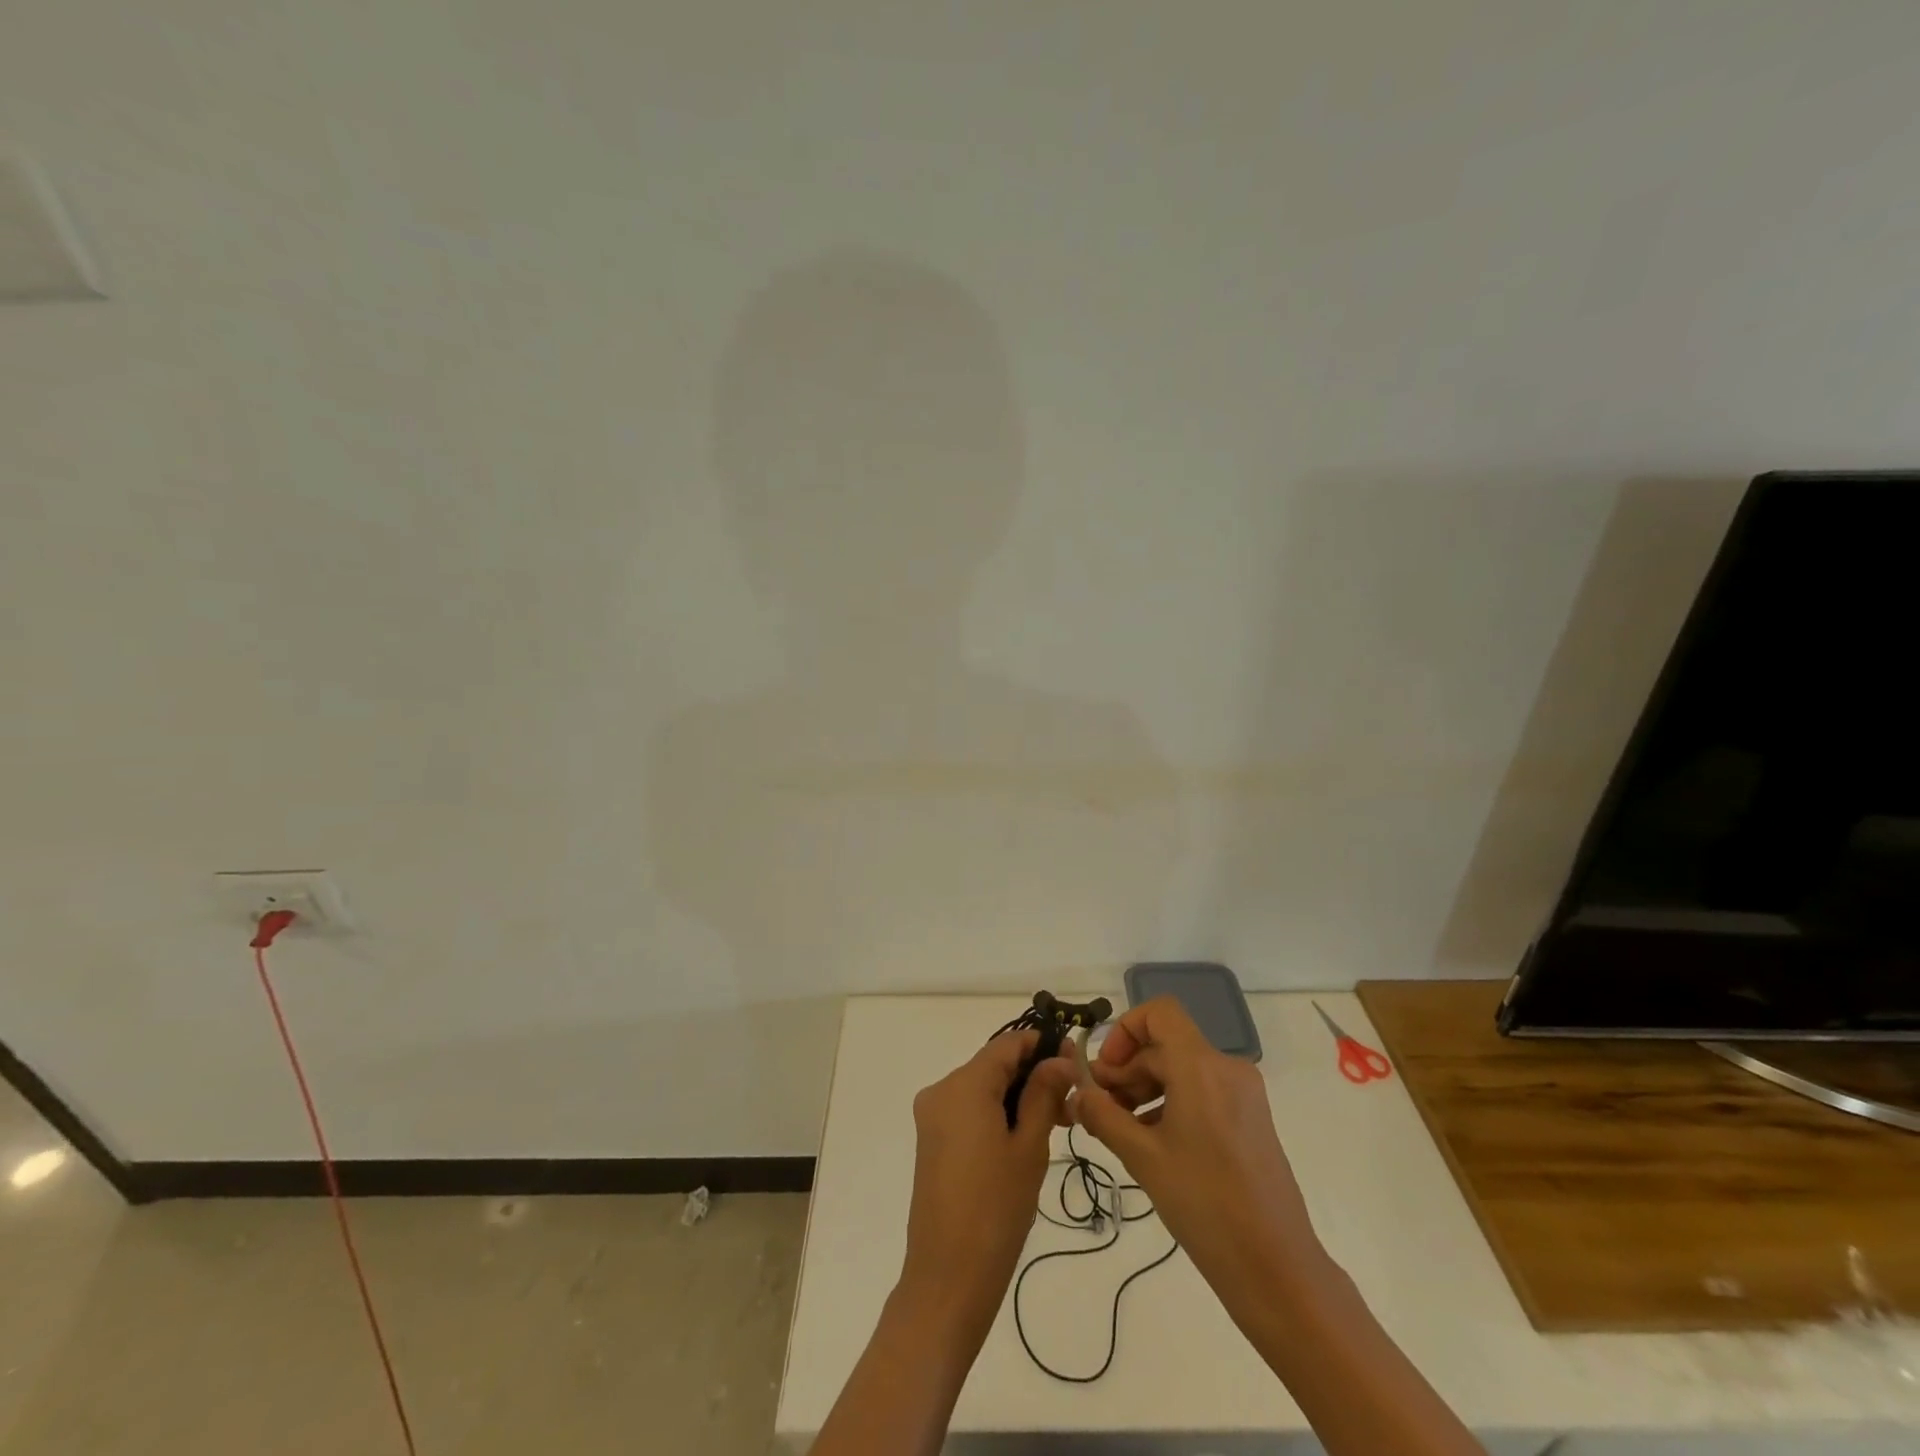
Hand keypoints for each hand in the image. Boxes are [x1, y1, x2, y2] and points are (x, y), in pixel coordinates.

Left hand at [897, 1031, 1076, 1347]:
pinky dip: (998, 1113)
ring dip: (1019, 1096)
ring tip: (1057, 1124)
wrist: (948, 1278)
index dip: (1044, 1045)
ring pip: (983, 1088)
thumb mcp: (1029, 1147)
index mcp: (964, 1084)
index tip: (1077, 1062)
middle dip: (1034, 1075)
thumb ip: (1043, 1094)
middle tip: (1072, 1102)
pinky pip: (969, 1109)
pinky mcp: (932, 1139)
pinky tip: (1025, 1138)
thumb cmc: (996, 1208)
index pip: (1008, 1043)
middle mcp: (942, 1089)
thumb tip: (1060, 1059)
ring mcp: (933, 1115)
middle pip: (994, 1064)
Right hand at [1073, 997, 1329, 1310]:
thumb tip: (1077, 1093)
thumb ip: (1104, 1117)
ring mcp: (1243, 1094)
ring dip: (1145, 1089)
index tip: (1105, 1072)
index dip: (1125, 1031)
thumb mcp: (1144, 1159)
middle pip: (1165, 1046)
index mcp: (1202, 1067)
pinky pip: (1201, 1092)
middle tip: (1099, 1109)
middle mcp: (1226, 1068)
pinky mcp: (1250, 1118)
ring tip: (1120, 1130)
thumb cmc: (1206, 1206)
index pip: (1159, 1013)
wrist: (1278, 1270)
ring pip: (1181, 1070)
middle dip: (1127, 1070)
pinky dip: (1171, 1104)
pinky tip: (1151, 1143)